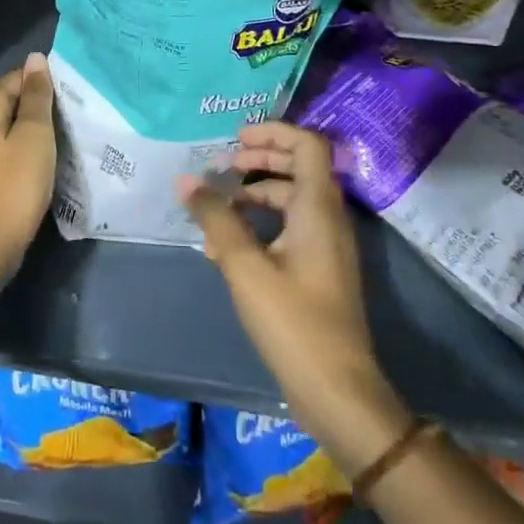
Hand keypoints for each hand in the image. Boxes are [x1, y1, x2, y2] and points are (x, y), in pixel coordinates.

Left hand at [0, 53, 56, 286]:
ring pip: (4, 127)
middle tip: (66, 125)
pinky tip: (32, 163)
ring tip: (53, 144)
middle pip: (9, 102)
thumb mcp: (35, 135)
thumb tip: (35, 59)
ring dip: (26, 131)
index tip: (68, 105)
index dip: (44, 87)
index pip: (18, 79)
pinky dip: (16, 150)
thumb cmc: (16, 185)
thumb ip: (36, 96)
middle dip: (36, 109)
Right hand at [178, 123, 412, 475]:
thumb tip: (186, 180)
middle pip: (298, 168)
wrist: (337, 392)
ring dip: (255, 195)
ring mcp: (325, 246)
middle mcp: (328, 219)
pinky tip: (225, 246)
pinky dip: (260, 225)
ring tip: (216, 208)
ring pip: (291, 201)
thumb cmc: (293, 322)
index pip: (307, 145)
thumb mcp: (245, 266)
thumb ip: (216, 218)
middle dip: (260, 160)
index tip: (235, 140)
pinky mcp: (318, 271)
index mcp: (318, 208)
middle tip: (223, 165)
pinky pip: (289, 229)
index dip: (273, 132)